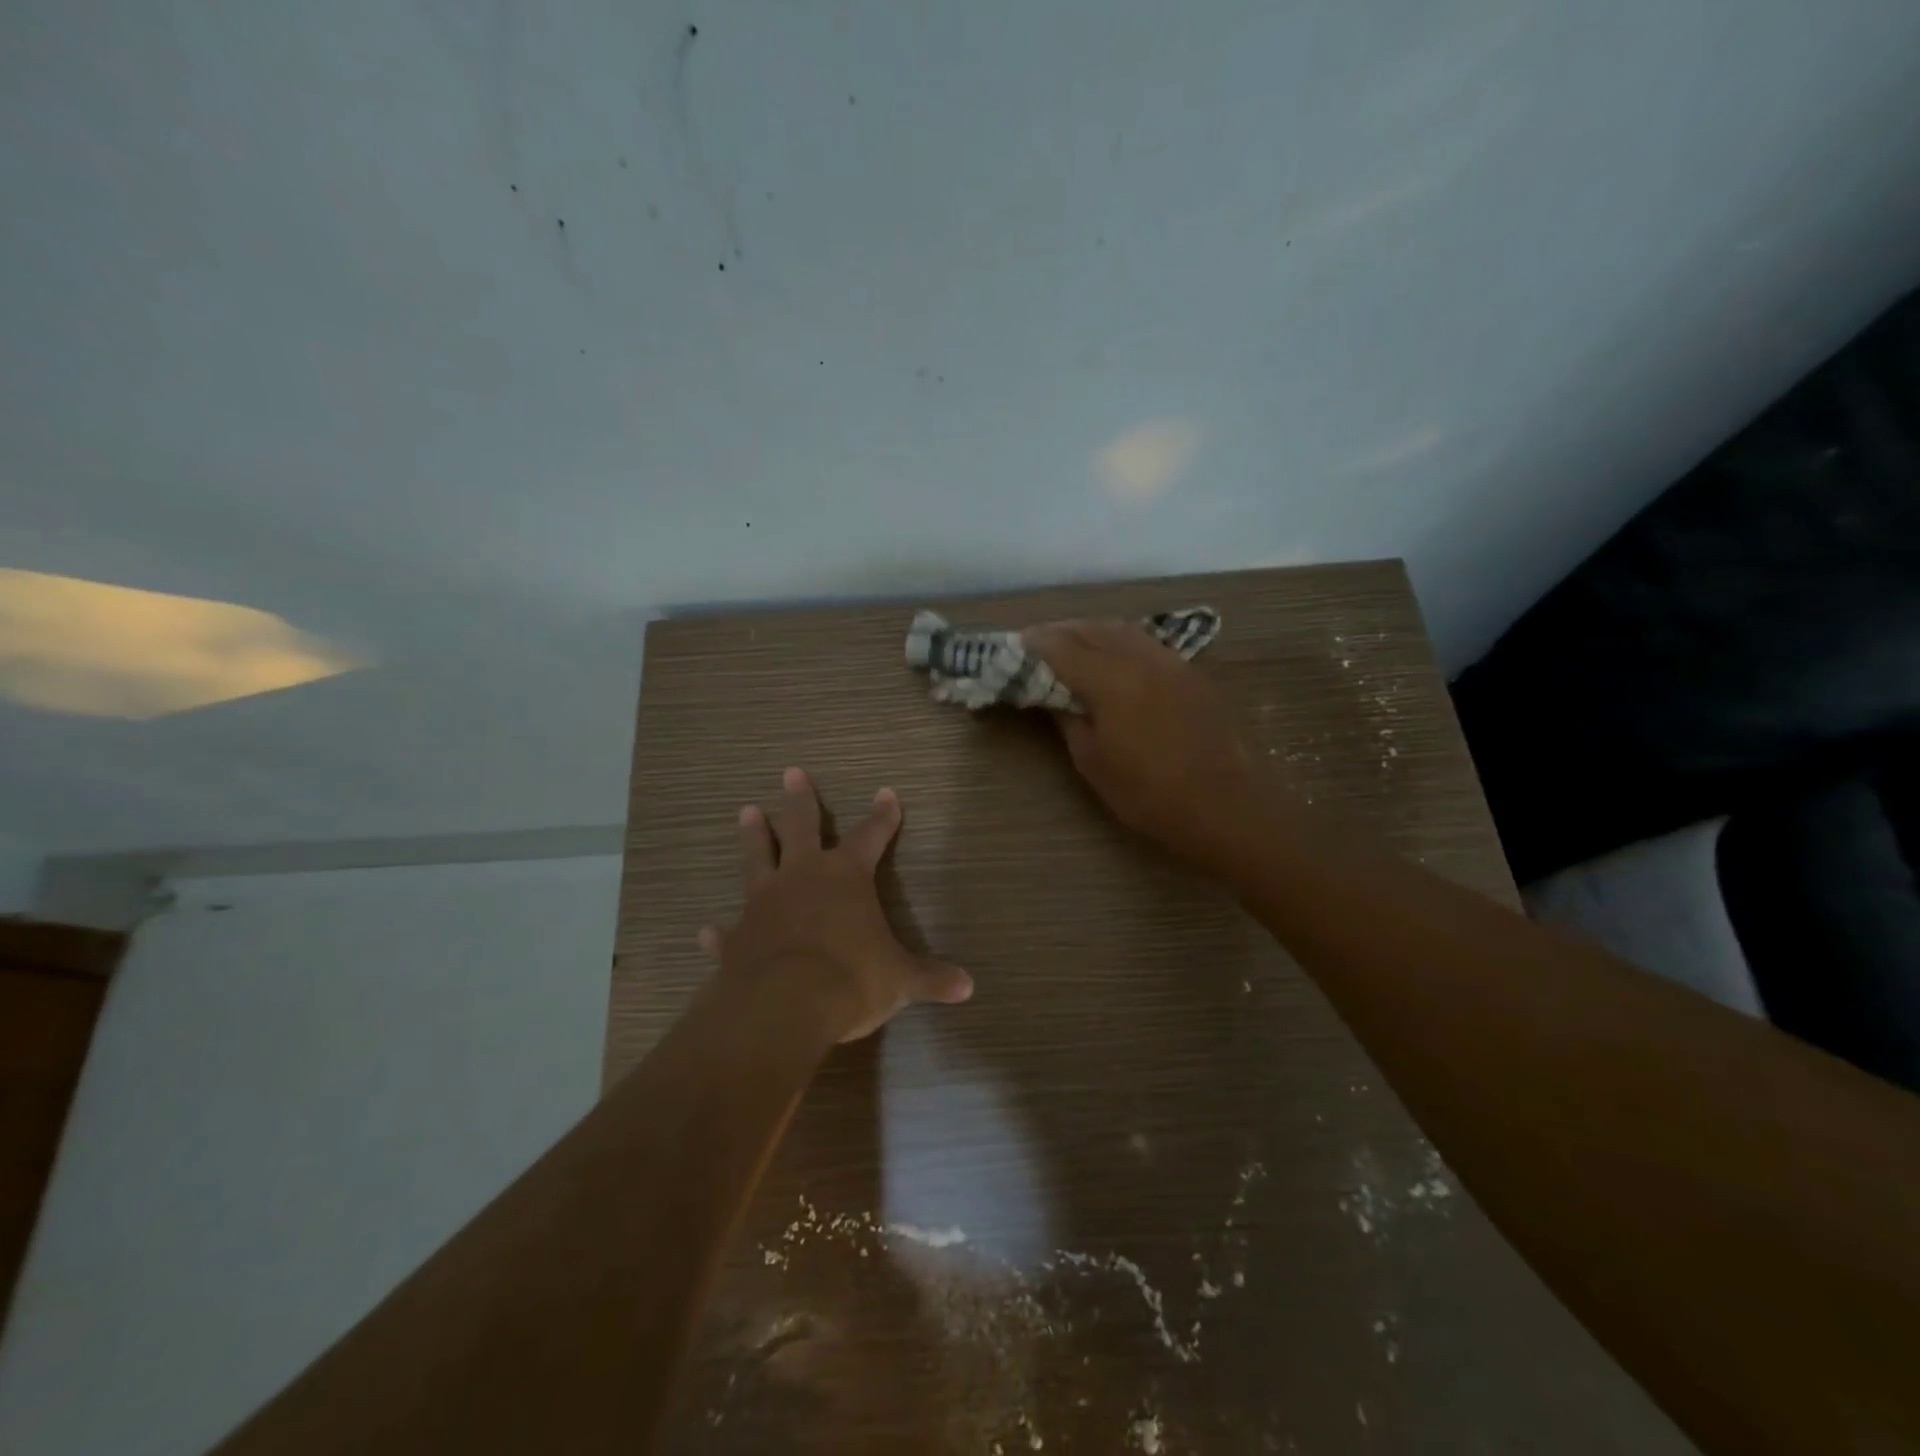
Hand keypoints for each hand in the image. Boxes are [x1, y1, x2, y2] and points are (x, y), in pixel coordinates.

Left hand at [697, 768, 973, 1041]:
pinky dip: (719, 931)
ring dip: (753, 835)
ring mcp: (764, 903)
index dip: (882, 815)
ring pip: (757, 858)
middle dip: (800, 800)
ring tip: (746, 810)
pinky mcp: (738, 937)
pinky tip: (708, 930)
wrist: (785, 1006)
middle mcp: (802, 877)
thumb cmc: (851, 978)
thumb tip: (968, 987)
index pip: (871, 835)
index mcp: (845, 876)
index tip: (887, 792)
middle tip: (791, 772)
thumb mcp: (900, 980)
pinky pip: (728, 931)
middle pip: (800, 826)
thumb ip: (931, 979)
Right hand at [1024, 620, 1263, 870]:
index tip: (1015, 646)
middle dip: (1060, 632)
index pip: (1062, 648)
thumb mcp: (1092, 762)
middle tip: (1037, 644)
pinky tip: (1112, 657)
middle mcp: (1140, 659)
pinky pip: (1145, 642)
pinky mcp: (1189, 673)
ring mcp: (1169, 662)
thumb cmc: (1148, 793)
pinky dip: (1119, 641)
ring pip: (1121, 630)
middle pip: (1091, 630)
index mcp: (1110, 681)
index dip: (1035, 644)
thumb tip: (1052, 695)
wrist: (1221, 805)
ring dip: (1091, 631)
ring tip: (1071, 645)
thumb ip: (1068, 719)